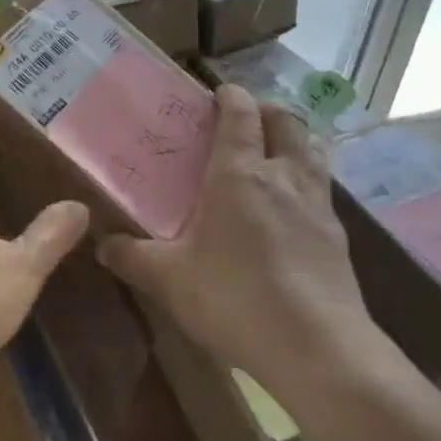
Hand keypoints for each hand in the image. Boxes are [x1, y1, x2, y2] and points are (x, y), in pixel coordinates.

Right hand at [97, 85, 386, 397]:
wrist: (318, 348)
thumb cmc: (234, 298)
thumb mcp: (170, 280)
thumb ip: (133, 258)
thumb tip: (102, 245)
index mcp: (239, 173)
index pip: (241, 114)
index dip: (231, 96)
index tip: (218, 93)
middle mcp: (283, 175)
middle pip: (286, 121)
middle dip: (267, 111)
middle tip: (245, 121)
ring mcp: (317, 203)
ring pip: (312, 150)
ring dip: (293, 140)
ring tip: (271, 156)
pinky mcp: (338, 234)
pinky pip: (322, 188)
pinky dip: (306, 181)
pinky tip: (290, 210)